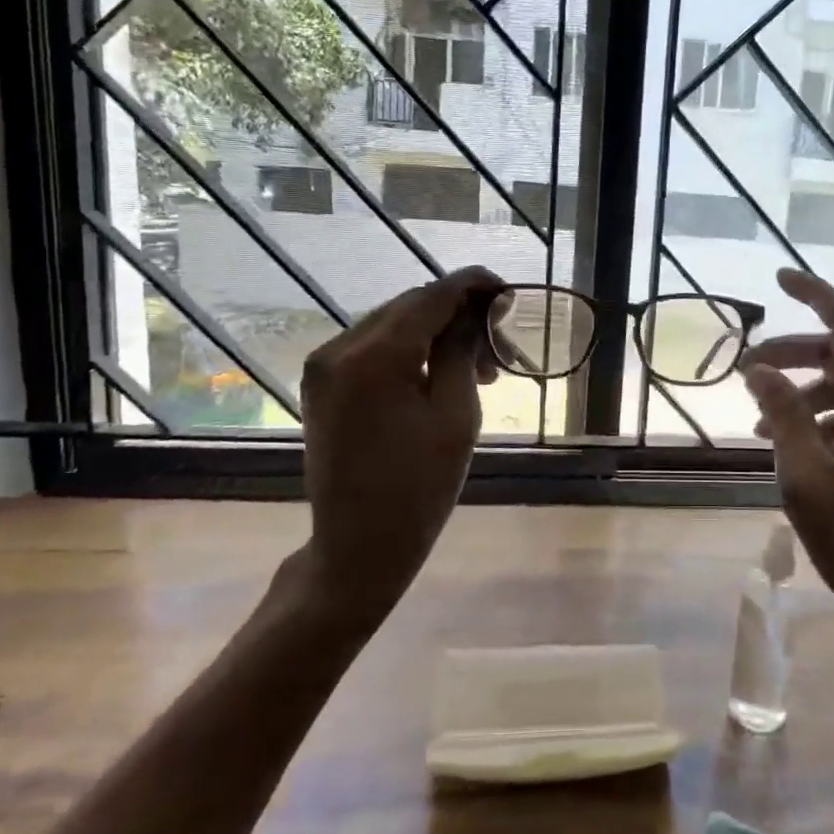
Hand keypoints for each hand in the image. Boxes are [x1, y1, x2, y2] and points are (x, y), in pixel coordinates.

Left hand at [292, 266, 503, 637]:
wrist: (359, 546)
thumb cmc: (420, 488)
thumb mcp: (456, 414)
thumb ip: (465, 350)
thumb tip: (482, 307)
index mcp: (374, 355)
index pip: (432, 296)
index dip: (475, 286)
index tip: (510, 292)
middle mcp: (339, 348)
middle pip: (411, 306)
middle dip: (459, 316)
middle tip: (501, 348)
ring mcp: (324, 365)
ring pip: (393, 325)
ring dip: (438, 335)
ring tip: (479, 370)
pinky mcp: (322, 384)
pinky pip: (374, 348)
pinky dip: (411, 352)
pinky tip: (441, 375)